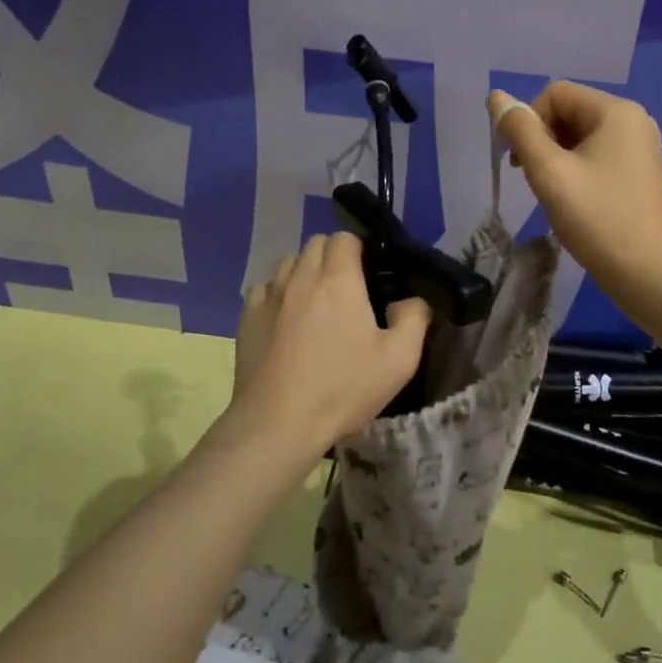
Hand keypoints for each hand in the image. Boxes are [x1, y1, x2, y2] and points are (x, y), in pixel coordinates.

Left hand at [229, 232, 430, 449]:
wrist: (277, 424)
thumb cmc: (342, 389)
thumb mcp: (398, 360)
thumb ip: (414, 318)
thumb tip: (411, 299)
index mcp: (338, 279)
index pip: (345, 238)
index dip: (359, 249)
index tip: (369, 274)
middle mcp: (300, 277)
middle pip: (315, 244)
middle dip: (333, 256)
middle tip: (347, 288)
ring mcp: (269, 296)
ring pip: (288, 263)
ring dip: (304, 271)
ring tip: (316, 302)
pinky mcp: (247, 318)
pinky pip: (264, 288)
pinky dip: (278, 293)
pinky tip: (286, 319)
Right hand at [489, 83, 661, 307]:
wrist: (646, 275)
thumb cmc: (596, 219)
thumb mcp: (549, 172)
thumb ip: (520, 130)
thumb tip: (496, 96)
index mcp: (617, 111)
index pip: (555, 94)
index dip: (528, 120)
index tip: (518, 161)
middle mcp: (633, 120)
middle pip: (569, 111)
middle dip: (541, 138)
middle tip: (532, 178)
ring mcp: (639, 146)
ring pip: (580, 134)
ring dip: (555, 155)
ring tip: (551, 191)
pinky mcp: (638, 170)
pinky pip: (596, 153)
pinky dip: (574, 167)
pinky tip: (570, 197)